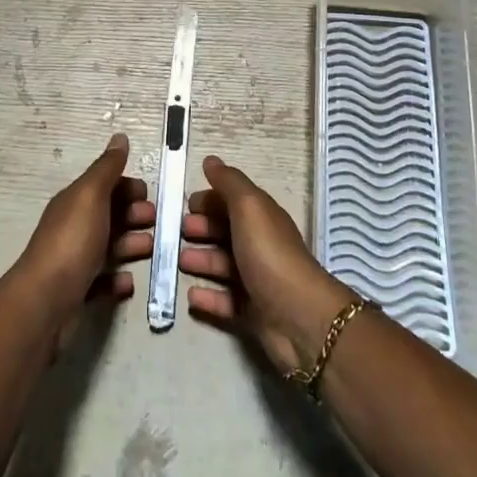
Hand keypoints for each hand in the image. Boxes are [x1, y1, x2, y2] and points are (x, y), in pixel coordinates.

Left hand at [18, 134, 154, 321]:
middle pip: (109, 215)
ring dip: (132, 245)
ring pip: (109, 247)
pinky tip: (129, 282)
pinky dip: (118, 280)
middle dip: (134, 215)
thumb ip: (107, 168)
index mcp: (75, 202)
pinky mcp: (78, 292)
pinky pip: (103, 282)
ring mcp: (74, 260)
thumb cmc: (72, 241)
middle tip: (157, 222)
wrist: (46, 301)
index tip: (150, 195)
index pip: (104, 185)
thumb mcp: (91, 195)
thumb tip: (120, 137)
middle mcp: (73, 227)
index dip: (128, 187)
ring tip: (151, 249)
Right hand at [179, 156, 354, 373]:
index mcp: (261, 218)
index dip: (210, 200)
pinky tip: (190, 295)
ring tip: (179, 261)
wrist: (299, 317)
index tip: (185, 204)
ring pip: (223, 266)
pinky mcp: (252, 313)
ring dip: (201, 261)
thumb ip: (229, 183)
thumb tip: (211, 160)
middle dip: (202, 229)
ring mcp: (257, 280)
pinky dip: (208, 297)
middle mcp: (260, 246)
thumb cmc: (270, 254)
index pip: (233, 203)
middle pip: (227, 233)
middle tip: (177, 232)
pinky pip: (225, 302)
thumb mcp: (249, 207)